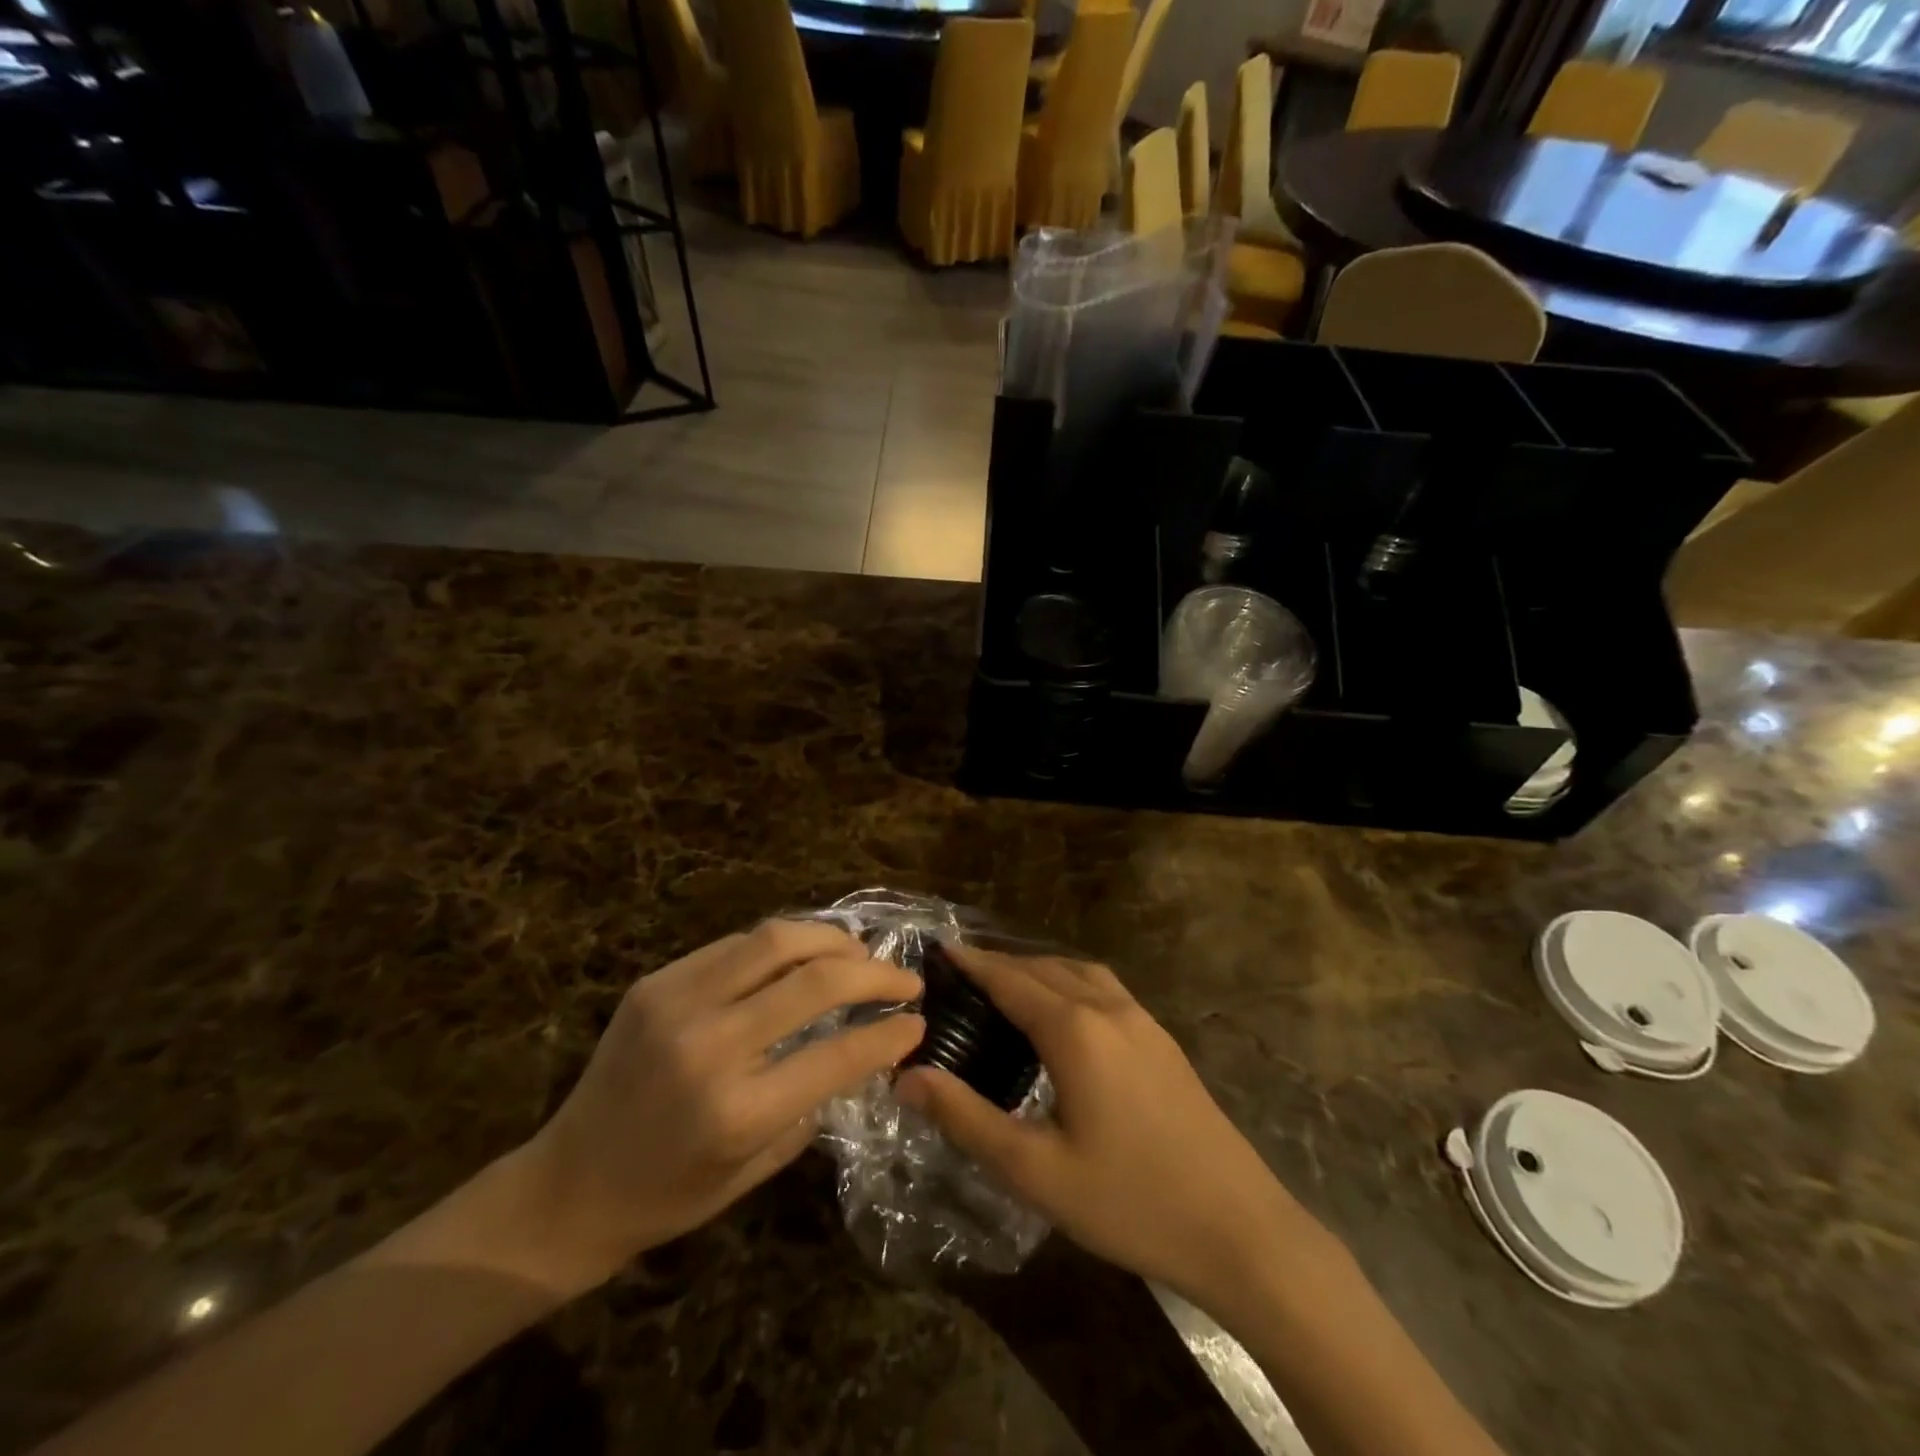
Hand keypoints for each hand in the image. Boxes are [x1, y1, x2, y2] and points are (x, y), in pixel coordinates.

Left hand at [516, 921, 923, 1288]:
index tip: (918, 1021)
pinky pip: (736, 945)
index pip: (837, 1053)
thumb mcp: (755, 1168)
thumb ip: (814, 1103)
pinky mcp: (656, 982)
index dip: (888, 1032)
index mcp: (737, 1111)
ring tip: (859, 953)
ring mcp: (677, 1004)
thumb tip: (863, 1048)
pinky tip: (804, 955)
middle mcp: (709, 1046)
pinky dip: (782, 945)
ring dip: (831, 940)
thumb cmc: (668, 1195)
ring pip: (776, 940)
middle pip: (814, 980)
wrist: (566, 1186)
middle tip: (903, 978)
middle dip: (874, 973)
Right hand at [896, 945, 1298, 1306]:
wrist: (1240, 1229)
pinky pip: (1105, 989)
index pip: (1011, 980)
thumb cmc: (1130, 1201)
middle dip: (1001, 963)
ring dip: (1039, 968)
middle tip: (962, 973)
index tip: (940, 949)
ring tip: (1007, 985)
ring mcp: (1143, 1021)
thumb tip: (907, 1077)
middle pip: (1045, 968)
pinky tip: (1066, 1013)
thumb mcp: (1035, 1171)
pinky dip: (1071, 982)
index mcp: (1075, 1030)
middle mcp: (1109, 1009)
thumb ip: (966, 1119)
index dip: (973, 963)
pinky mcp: (1164, 1041)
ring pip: (1080, 973)